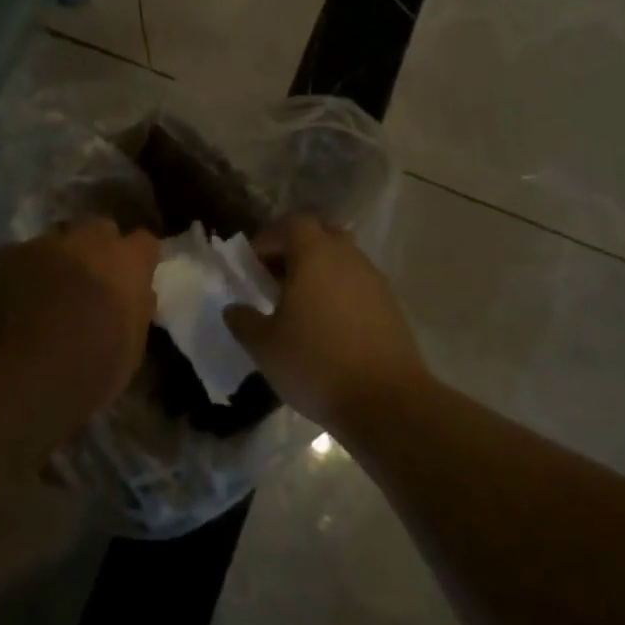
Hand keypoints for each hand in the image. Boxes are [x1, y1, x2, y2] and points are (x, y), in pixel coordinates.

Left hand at [0, 217, 157, 422]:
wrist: (17, 380)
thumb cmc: (87, 372)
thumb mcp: (131, 350)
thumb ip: (136, 310)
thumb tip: (136, 294)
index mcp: (126, 263)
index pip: (144, 241)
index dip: (138, 259)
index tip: (133, 279)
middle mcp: (86, 241)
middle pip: (99, 229)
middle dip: (97, 249)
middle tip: (89, 282)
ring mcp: (41, 245)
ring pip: (56, 241)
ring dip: (57, 260)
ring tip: (46, 293)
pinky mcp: (2, 256)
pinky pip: (18, 257)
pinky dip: (20, 274)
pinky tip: (12, 303)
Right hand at [224, 214, 429, 437]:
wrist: (387, 401)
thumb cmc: (317, 364)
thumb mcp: (265, 347)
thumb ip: (243, 321)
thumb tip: (233, 309)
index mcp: (315, 254)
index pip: (292, 223)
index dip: (270, 238)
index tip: (254, 265)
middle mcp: (348, 257)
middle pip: (321, 234)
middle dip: (296, 250)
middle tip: (277, 279)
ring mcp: (374, 280)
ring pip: (342, 260)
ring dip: (320, 272)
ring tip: (301, 306)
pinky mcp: (391, 305)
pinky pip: (358, 284)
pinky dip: (340, 293)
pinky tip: (328, 326)